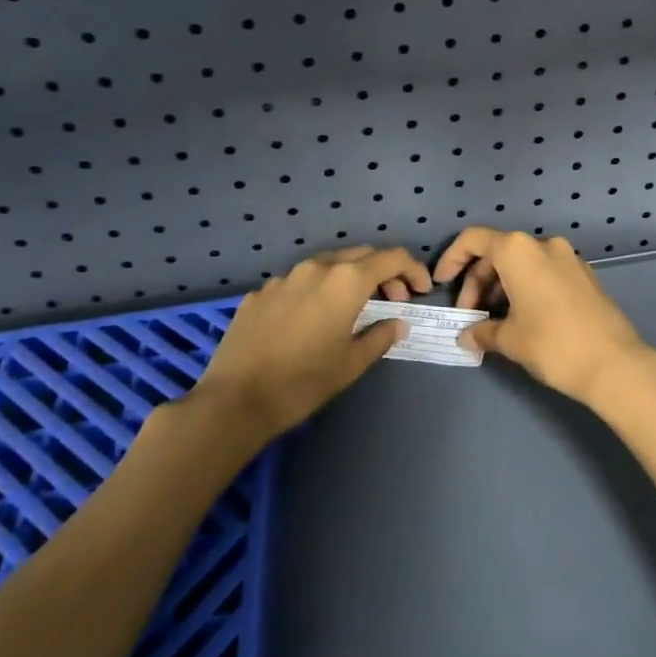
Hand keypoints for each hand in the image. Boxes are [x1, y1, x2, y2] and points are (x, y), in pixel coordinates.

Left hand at [186, 245, 431, 439]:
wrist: (235, 400)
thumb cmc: (304, 381)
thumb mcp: (352, 363)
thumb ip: (380, 336)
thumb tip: (397, 323)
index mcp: (346, 281)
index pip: (391, 258)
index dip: (412, 270)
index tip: (420, 290)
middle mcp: (316, 268)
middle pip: (361, 255)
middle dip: (382, 273)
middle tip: (393, 301)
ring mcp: (284, 278)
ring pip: (327, 265)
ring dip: (348, 279)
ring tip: (353, 308)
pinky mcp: (259, 293)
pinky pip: (297, 283)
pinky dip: (315, 292)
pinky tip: (310, 321)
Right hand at [435, 227, 655, 408]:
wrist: (614, 363)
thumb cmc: (552, 344)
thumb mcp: (510, 339)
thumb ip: (482, 331)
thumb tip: (467, 336)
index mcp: (518, 250)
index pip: (474, 240)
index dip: (452, 259)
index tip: (442, 284)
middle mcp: (543, 244)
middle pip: (497, 252)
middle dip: (477, 282)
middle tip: (469, 317)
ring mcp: (568, 257)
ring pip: (522, 263)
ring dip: (501, 286)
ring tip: (495, 322)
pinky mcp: (584, 274)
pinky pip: (544, 272)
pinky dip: (525, 288)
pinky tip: (522, 319)